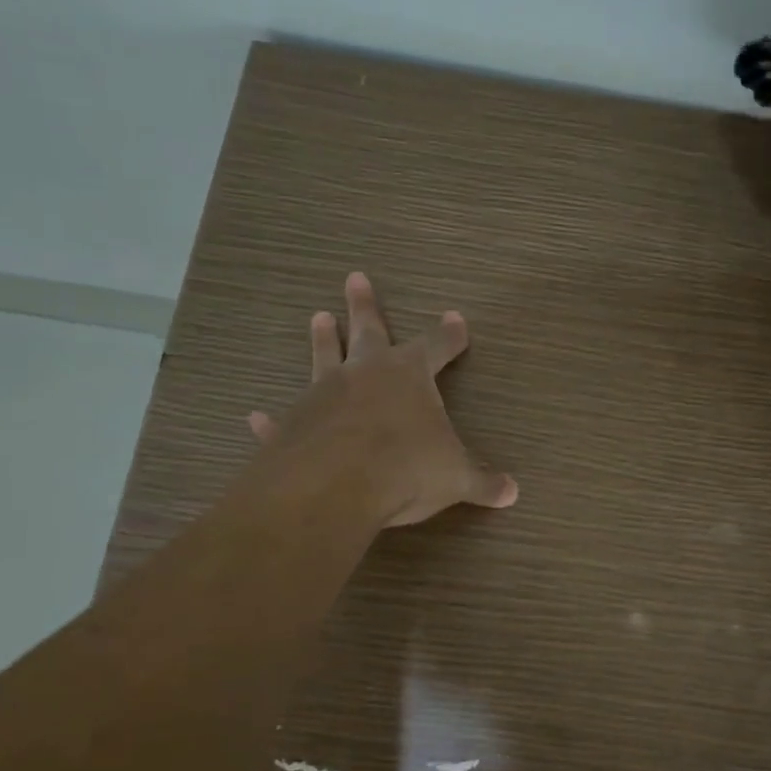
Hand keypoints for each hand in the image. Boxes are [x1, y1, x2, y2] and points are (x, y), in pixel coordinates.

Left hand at [246, 271, 517, 528]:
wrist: (335, 486)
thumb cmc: (406, 469)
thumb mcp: (455, 478)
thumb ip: (483, 483)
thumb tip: (513, 493)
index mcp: (409, 376)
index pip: (437, 347)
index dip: (449, 335)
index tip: (457, 319)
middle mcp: (365, 374)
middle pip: (369, 330)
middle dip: (366, 306)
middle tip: (355, 277)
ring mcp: (324, 395)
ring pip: (323, 358)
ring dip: (323, 339)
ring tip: (318, 317)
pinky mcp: (292, 425)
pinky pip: (283, 418)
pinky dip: (273, 419)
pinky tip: (256, 416)